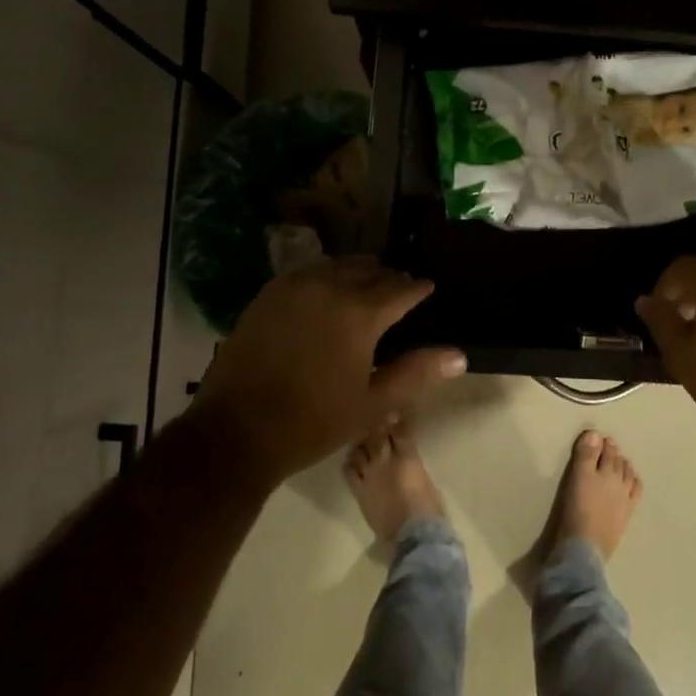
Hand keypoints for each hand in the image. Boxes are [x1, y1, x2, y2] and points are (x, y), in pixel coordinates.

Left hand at [191, 258, 465, 483]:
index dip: (418, 289)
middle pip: (370, 270)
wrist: (236, 430)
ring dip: (358, 272)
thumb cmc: (312, 422)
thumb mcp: (372, 404)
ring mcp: (296, 286)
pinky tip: (326, 291)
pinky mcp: (270, 293)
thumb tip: (459, 355)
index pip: (401, 289)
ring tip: (366, 286)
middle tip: (398, 291)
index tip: (427, 290)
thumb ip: (416, 373)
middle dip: (389, 278)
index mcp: (361, 313)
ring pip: (338, 265)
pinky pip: (308, 271)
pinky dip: (326, 275)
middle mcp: (331, 287)